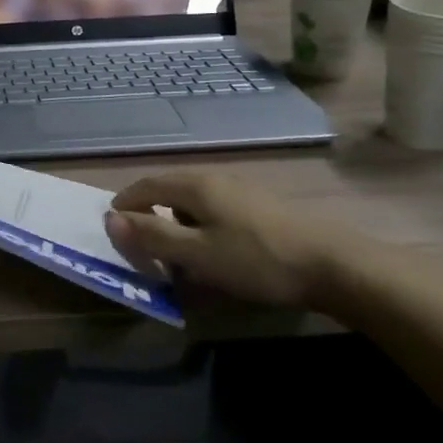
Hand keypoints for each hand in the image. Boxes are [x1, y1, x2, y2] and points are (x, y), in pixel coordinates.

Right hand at [104, 170, 381, 314]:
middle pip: (168, 189)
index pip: (145, 186)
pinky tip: (211, 249)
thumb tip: (111, 219)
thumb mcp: (197, 254)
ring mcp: (240, 189)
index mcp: (194, 185)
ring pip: (191, 200)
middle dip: (148, 213)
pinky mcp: (259, 205)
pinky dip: (198, 224)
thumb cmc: (256, 260)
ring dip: (174, 220)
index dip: (124, 205)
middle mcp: (214, 178)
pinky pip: (213, 208)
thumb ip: (152, 236)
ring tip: (174, 252)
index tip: (112, 228)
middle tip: (139, 243)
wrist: (332, 264)